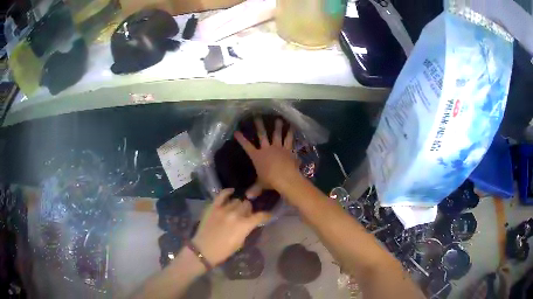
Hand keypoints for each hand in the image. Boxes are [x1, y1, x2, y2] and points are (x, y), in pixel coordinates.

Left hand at [192, 189, 269, 265]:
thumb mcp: (240, 242)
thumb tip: (250, 223)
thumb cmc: (224, 251)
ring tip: (236, 209)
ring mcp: (224, 209)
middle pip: (247, 205)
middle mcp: (236, 214)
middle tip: (246, 215)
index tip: (267, 215)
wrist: (204, 249)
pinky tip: (231, 192)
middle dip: (249, 210)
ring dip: (238, 205)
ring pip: (236, 200)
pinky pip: (222, 194)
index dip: (265, 215)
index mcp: (244, 225)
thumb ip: (246, 229)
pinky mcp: (213, 207)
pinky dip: (228, 192)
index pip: (260, 216)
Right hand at [234, 117, 300, 197]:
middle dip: (259, 125)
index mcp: (257, 156)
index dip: (241, 139)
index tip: (237, 132)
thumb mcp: (260, 185)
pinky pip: (289, 140)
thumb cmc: (270, 181)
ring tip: (278, 119)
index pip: (246, 146)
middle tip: (257, 116)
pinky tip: (292, 127)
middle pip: (262, 135)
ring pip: (277, 135)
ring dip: (277, 126)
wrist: (285, 177)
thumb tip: (247, 198)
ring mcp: (278, 148)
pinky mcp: (288, 149)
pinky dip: (291, 133)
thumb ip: (254, 190)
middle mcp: (267, 149)